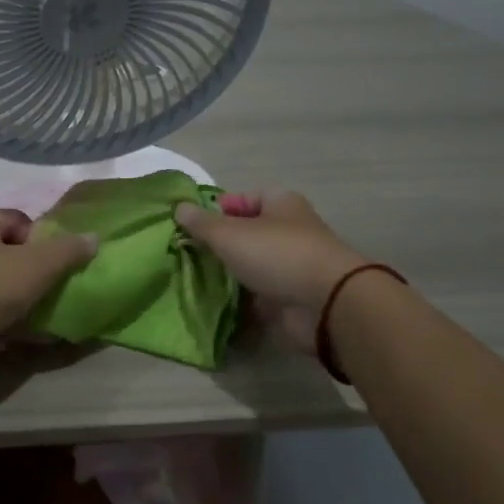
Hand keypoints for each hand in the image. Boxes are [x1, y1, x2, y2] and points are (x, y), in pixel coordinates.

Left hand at [0, 208, 96, 365]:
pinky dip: (4, 324)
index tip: (56, 266)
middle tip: (54, 293)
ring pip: (1, 287)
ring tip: (41, 320)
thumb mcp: (36, 265)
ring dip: (23, 304)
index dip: (43, 242)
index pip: (21, 221)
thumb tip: (94, 237)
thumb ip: (68, 250)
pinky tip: (17, 340)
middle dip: (36, 276)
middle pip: (12, 255)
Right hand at [174, 191, 364, 355]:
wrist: (324, 303)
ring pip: (252, 264)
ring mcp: (292, 265)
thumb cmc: (277, 254)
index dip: (217, 210)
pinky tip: (215, 301)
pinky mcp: (292, 296)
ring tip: (195, 278)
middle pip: (247, 233)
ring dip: (229, 271)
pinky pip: (259, 292)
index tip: (191, 226)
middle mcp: (289, 230)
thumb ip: (202, 223)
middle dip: (220, 243)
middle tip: (188, 254)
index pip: (243, 199)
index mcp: (281, 203)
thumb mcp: (229, 233)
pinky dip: (241, 297)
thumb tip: (179, 207)